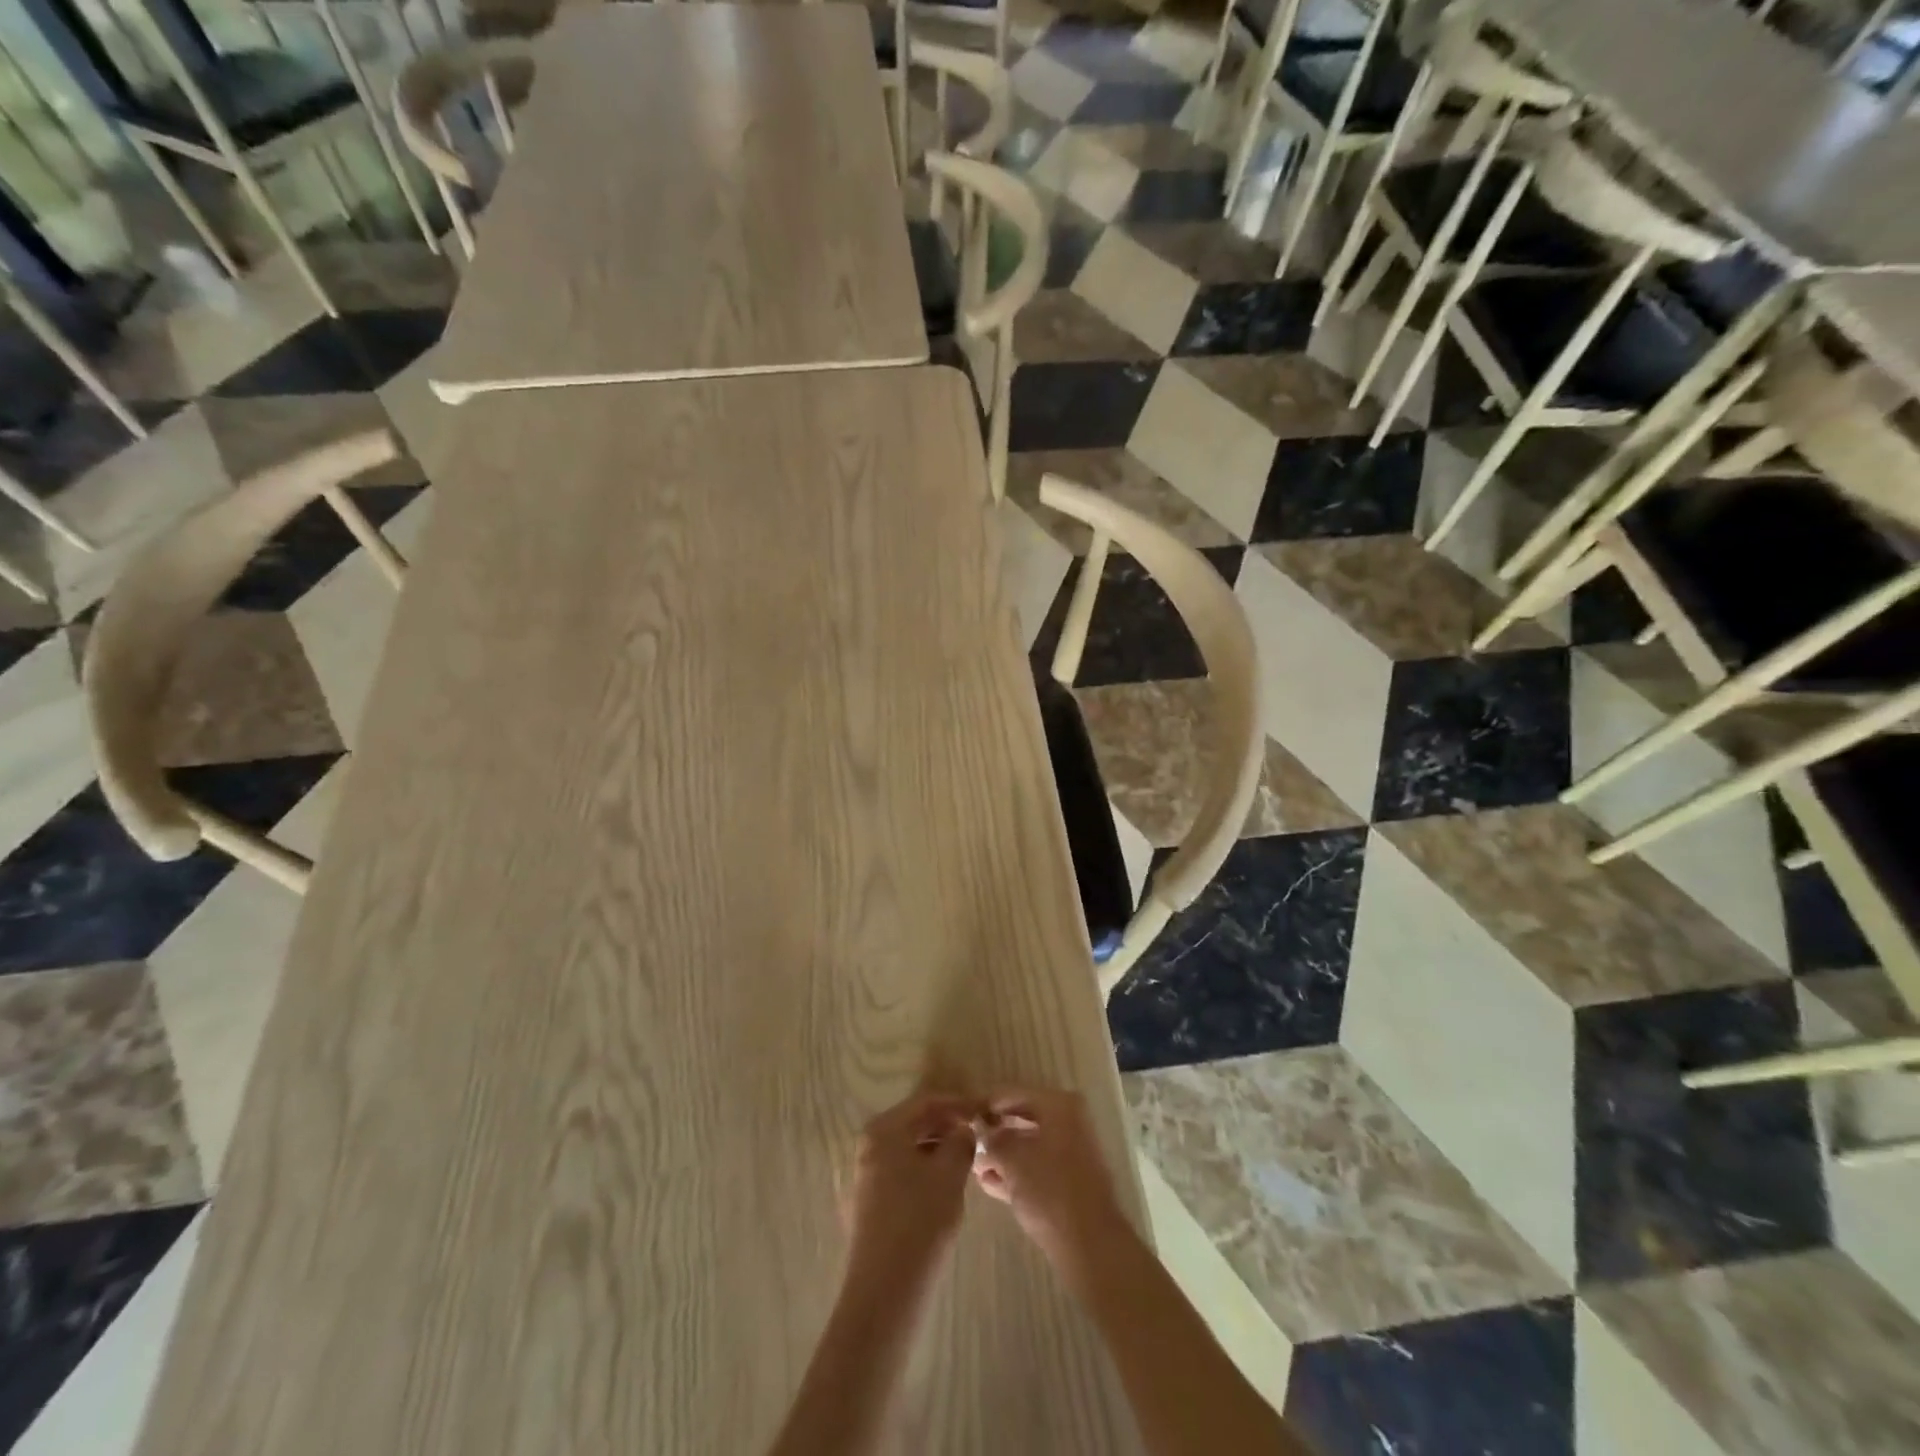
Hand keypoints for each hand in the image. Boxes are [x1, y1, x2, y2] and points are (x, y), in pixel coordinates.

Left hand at [844, 1091, 977, 1283]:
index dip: (959, 1103)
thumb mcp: (950, 1174)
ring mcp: (866, 1174)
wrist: (885, 1291)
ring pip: (910, 1148)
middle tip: (978, 1134)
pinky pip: (903, 1171)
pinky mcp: (870, 1202)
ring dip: (938, 1148)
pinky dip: (926, 1169)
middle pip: (915, 1122)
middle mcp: (869, 1145)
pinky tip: (946, 1185)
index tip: (984, 1110)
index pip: (927, 1102)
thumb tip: (964, 1130)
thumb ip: (961, 1142)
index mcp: (884, 1129)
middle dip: (948, 1125)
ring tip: (968, 1159)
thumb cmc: (920, 1221)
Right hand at [973, 1087, 1126, 1266]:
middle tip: (967, 1142)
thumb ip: (993, 1140)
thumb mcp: (1012, 1159)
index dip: (986, 1105)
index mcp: (1059, 1106)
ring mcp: (1071, 1153)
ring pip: (1028, 1146)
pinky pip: (1036, 1168)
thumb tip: (981, 1131)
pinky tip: (988, 1183)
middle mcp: (1068, 1122)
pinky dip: (1015, 1173)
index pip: (1013, 1094)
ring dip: (1002, 1155)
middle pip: (1022, 1119)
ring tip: (973, 1166)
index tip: (963, 1116)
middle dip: (994, 1132)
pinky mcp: (1069, 1182)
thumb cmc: (1049, 1189)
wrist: (1089, 1243)